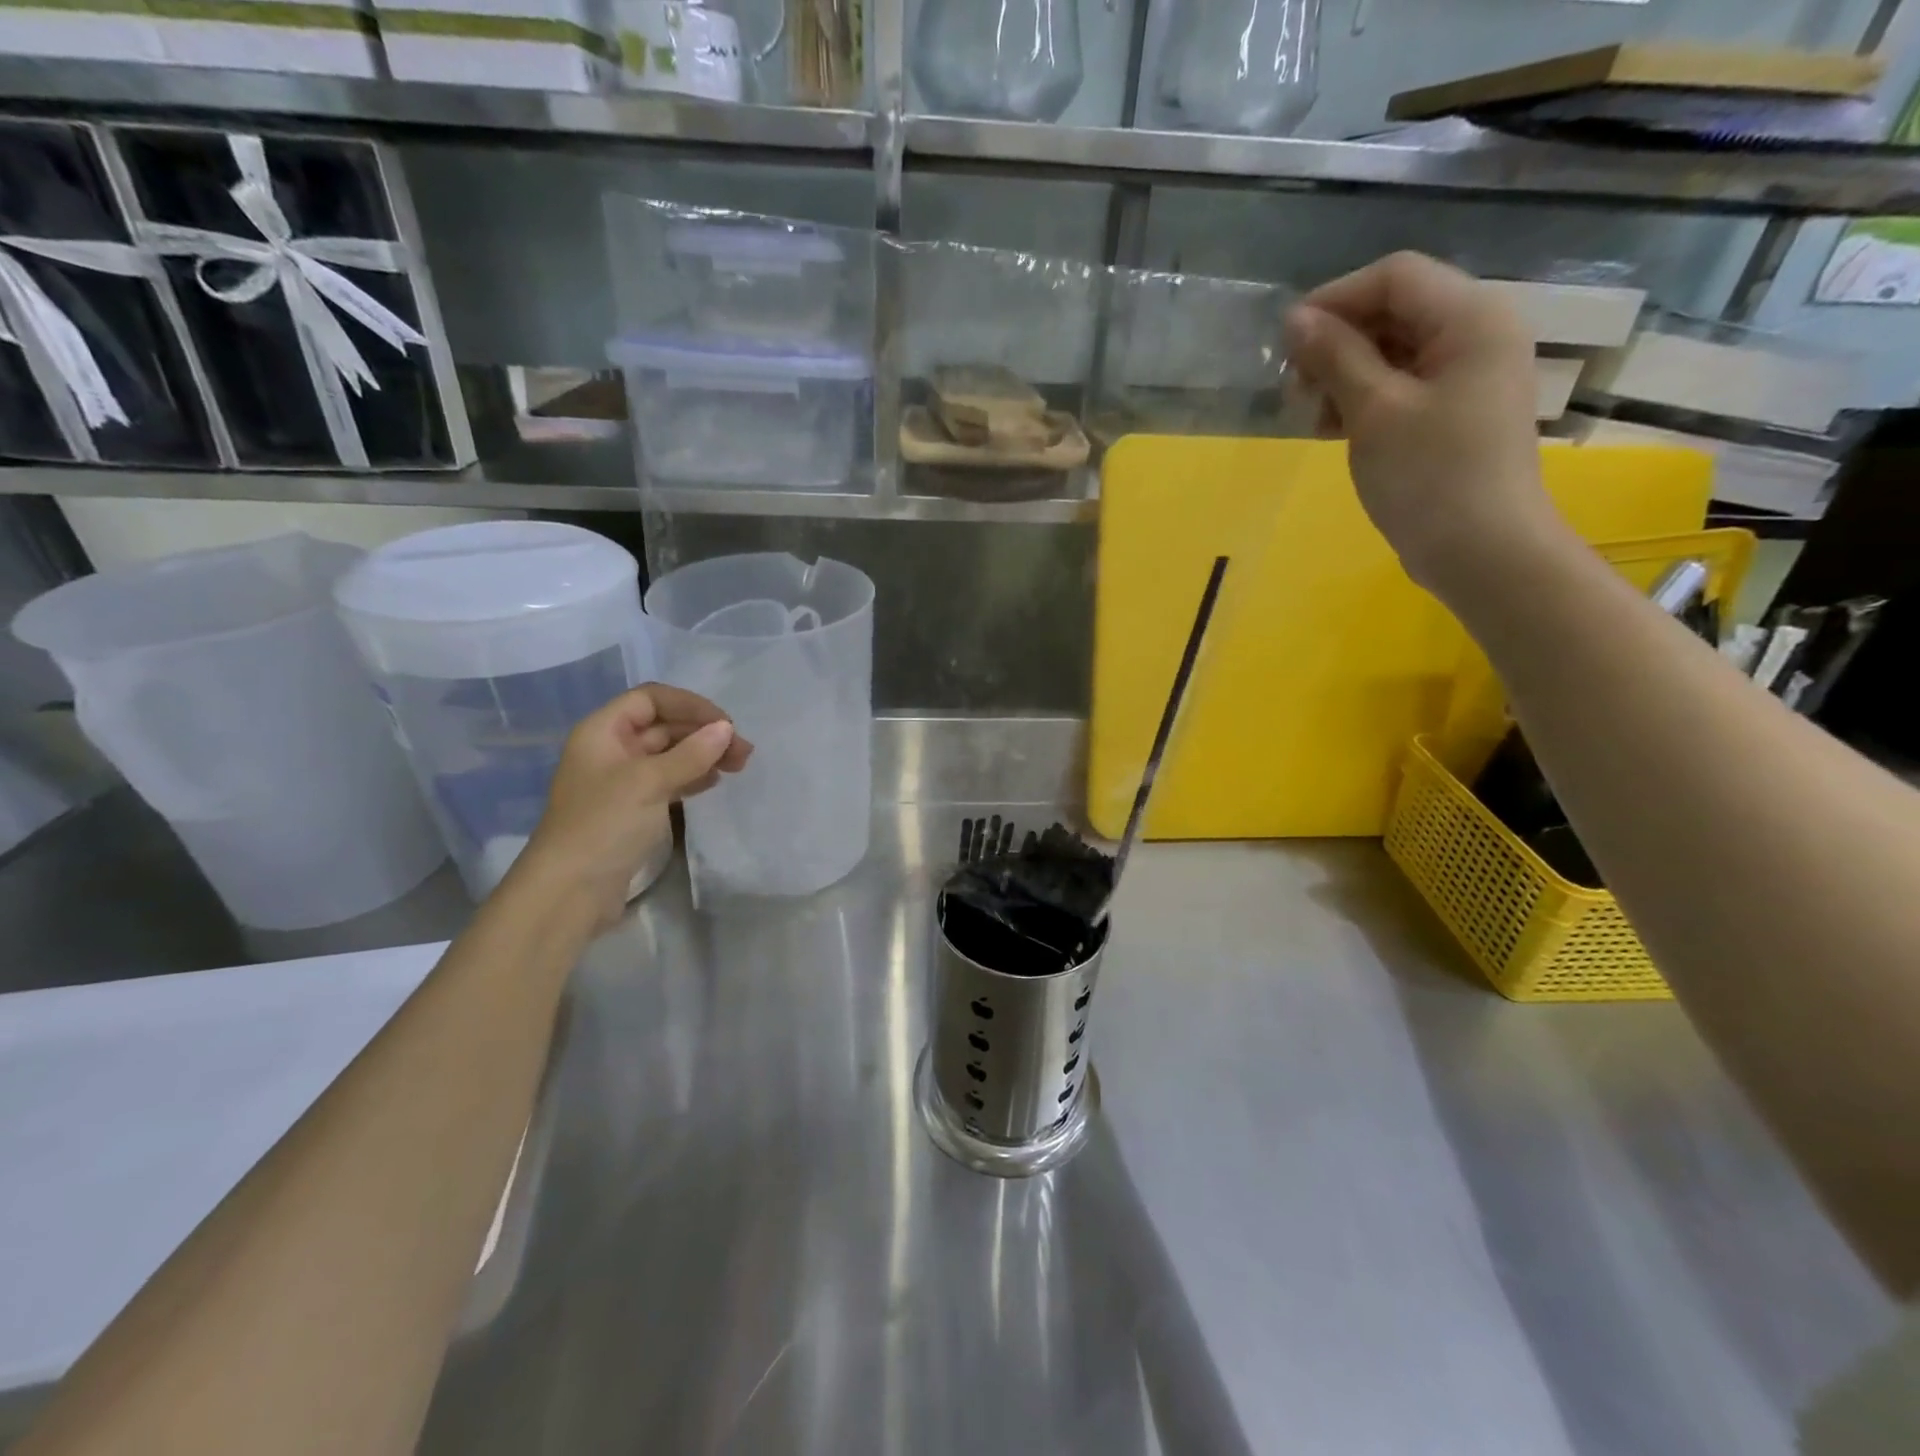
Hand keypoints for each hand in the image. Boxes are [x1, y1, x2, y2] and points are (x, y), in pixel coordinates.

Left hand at [514, 684, 752, 921]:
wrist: (570, 891)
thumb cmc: (603, 825)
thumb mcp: (649, 782)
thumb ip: (690, 754)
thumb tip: (726, 729)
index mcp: (603, 732)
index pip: (651, 699)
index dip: (690, 705)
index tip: (726, 724)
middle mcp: (611, 750)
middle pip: (664, 726)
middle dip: (703, 732)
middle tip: (743, 752)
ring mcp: (622, 781)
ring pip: (670, 754)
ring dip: (703, 754)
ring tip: (738, 766)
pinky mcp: (633, 809)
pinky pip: (668, 780)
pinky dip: (692, 777)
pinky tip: (713, 783)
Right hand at [1283, 251, 1562, 593]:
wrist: (1481, 550)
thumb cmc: (1429, 476)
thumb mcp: (1373, 411)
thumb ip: (1336, 357)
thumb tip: (1296, 319)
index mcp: (1471, 317)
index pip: (1394, 277)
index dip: (1334, 300)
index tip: (1285, 344)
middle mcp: (1477, 333)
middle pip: (1394, 311)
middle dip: (1337, 344)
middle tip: (1294, 391)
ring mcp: (1468, 375)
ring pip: (1393, 351)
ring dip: (1344, 376)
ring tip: (1312, 419)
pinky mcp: (1455, 411)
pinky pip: (1403, 385)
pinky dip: (1364, 399)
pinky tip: (1334, 430)